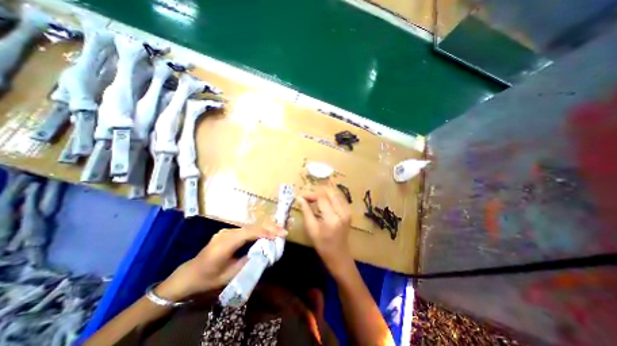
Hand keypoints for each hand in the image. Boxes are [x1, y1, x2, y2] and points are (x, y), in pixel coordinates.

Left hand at [156, 225, 286, 300]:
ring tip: (278, 231)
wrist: (188, 275)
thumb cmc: (208, 279)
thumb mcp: (229, 275)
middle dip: (269, 227)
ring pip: (250, 226)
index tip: (280, 235)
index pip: (249, 233)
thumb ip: (248, 262)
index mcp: (225, 244)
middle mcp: (226, 233)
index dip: (266, 232)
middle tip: (283, 230)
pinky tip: (265, 233)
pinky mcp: (228, 232)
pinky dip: (257, 231)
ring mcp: (226, 231)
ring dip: (265, 228)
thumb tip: (265, 253)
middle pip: (251, 226)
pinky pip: (246, 230)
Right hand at [298, 182, 353, 273]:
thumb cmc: (322, 244)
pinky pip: (340, 198)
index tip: (301, 196)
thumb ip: (306, 211)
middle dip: (318, 191)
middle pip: (330, 193)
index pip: (321, 198)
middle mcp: (342, 212)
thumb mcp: (311, 228)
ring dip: (324, 193)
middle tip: (308, 197)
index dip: (311, 194)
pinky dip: (331, 196)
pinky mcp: (349, 212)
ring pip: (336, 193)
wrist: (339, 255)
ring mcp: (347, 211)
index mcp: (331, 218)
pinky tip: (325, 198)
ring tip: (315, 197)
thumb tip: (299, 197)